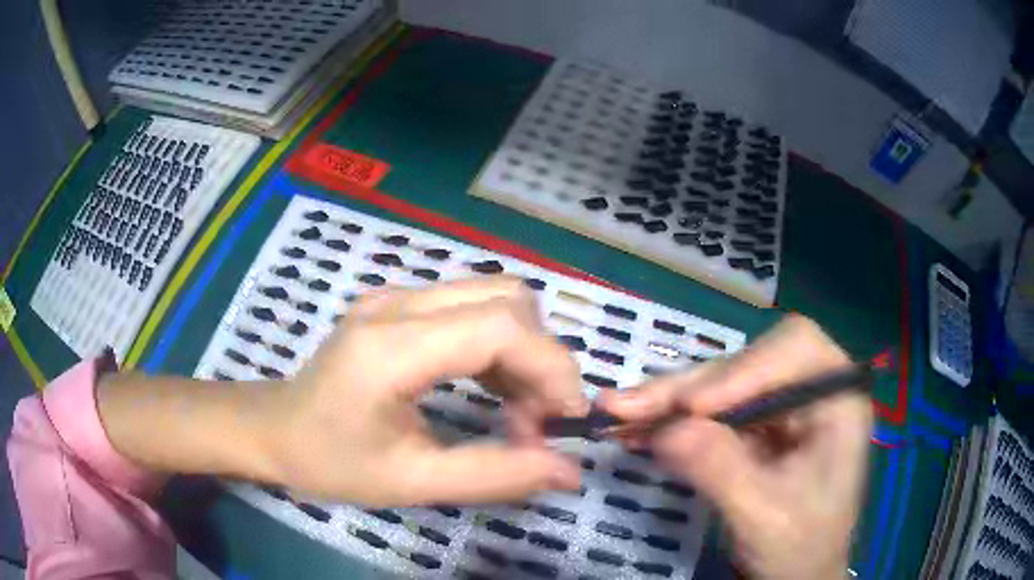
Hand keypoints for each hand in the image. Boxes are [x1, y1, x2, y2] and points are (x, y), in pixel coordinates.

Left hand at [266, 277, 588, 505]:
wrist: (272, 429)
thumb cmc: (329, 461)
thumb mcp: (411, 482)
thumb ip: (494, 477)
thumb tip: (569, 472)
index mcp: (390, 347)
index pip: (498, 326)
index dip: (550, 367)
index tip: (567, 419)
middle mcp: (397, 303)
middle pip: (506, 299)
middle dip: (541, 359)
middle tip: (537, 422)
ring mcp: (396, 296)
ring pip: (494, 297)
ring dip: (524, 351)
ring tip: (517, 412)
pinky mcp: (398, 304)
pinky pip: (471, 307)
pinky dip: (499, 346)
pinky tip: (493, 389)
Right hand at [598, 315, 871, 579]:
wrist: (797, 576)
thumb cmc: (801, 548)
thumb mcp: (764, 517)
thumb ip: (721, 471)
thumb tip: (665, 430)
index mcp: (836, 399)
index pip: (793, 350)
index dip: (742, 370)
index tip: (692, 408)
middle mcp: (808, 390)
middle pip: (746, 364)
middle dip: (687, 388)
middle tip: (626, 407)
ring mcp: (779, 407)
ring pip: (719, 385)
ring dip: (668, 402)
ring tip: (618, 414)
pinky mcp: (754, 427)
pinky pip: (709, 412)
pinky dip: (671, 421)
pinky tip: (636, 428)